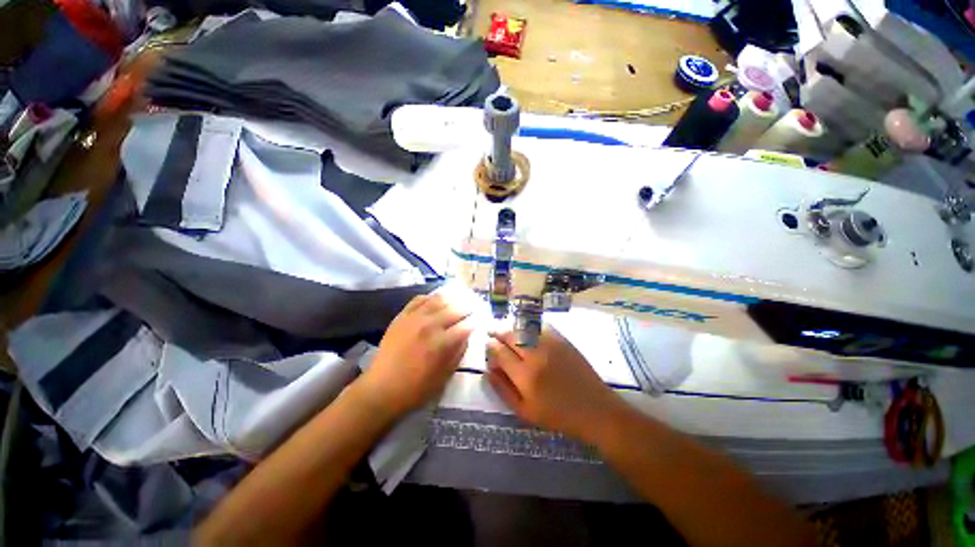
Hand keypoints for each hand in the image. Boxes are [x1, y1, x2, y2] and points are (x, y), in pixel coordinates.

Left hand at [359, 293, 473, 418]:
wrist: (382, 389)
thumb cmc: (416, 388)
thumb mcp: (445, 376)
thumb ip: (458, 352)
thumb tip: (467, 335)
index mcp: (442, 343)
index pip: (466, 325)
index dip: (477, 321)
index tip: (481, 319)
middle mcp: (430, 325)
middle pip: (455, 309)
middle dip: (468, 307)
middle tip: (475, 307)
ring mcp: (414, 318)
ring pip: (439, 300)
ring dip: (452, 298)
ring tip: (459, 299)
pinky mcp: (401, 316)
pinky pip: (419, 299)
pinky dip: (431, 297)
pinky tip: (437, 299)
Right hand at [485, 327, 627, 443]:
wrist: (594, 409)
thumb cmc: (557, 415)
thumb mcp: (525, 412)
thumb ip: (503, 389)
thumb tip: (488, 370)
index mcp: (525, 376)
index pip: (499, 352)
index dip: (490, 347)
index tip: (488, 346)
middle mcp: (536, 355)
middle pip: (510, 335)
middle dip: (498, 332)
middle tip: (493, 333)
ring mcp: (550, 344)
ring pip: (523, 327)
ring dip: (511, 327)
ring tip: (506, 331)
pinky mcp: (562, 339)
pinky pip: (540, 326)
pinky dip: (529, 325)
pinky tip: (526, 330)